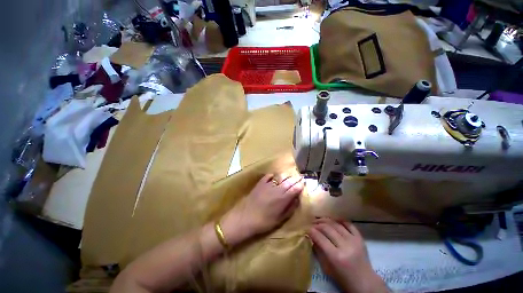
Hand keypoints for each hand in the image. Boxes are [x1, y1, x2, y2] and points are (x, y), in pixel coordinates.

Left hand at [221, 174, 303, 244]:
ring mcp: (268, 184)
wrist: (245, 217)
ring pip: (280, 176)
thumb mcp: (280, 219)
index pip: (295, 188)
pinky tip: (274, 177)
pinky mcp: (260, 183)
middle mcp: (277, 188)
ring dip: (286, 176)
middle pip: (289, 180)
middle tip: (299, 178)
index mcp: (283, 198)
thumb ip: (290, 208)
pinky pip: (268, 176)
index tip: (304, 183)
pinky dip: (273, 176)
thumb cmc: (264, 222)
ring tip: (289, 176)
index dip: (300, 185)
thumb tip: (296, 199)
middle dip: (295, 179)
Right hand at [308, 218, 387, 292]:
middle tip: (311, 223)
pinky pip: (349, 224)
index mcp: (336, 257)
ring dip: (326, 220)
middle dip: (317, 224)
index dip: (311, 231)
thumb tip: (311, 237)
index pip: (320, 238)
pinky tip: (334, 220)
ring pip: (336, 224)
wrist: (365, 283)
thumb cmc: (344, 279)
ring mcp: (354, 241)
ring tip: (320, 220)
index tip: (306, 228)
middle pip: (327, 228)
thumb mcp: (327, 268)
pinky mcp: (360, 238)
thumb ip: (319, 251)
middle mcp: (345, 246)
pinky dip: (340, 220)